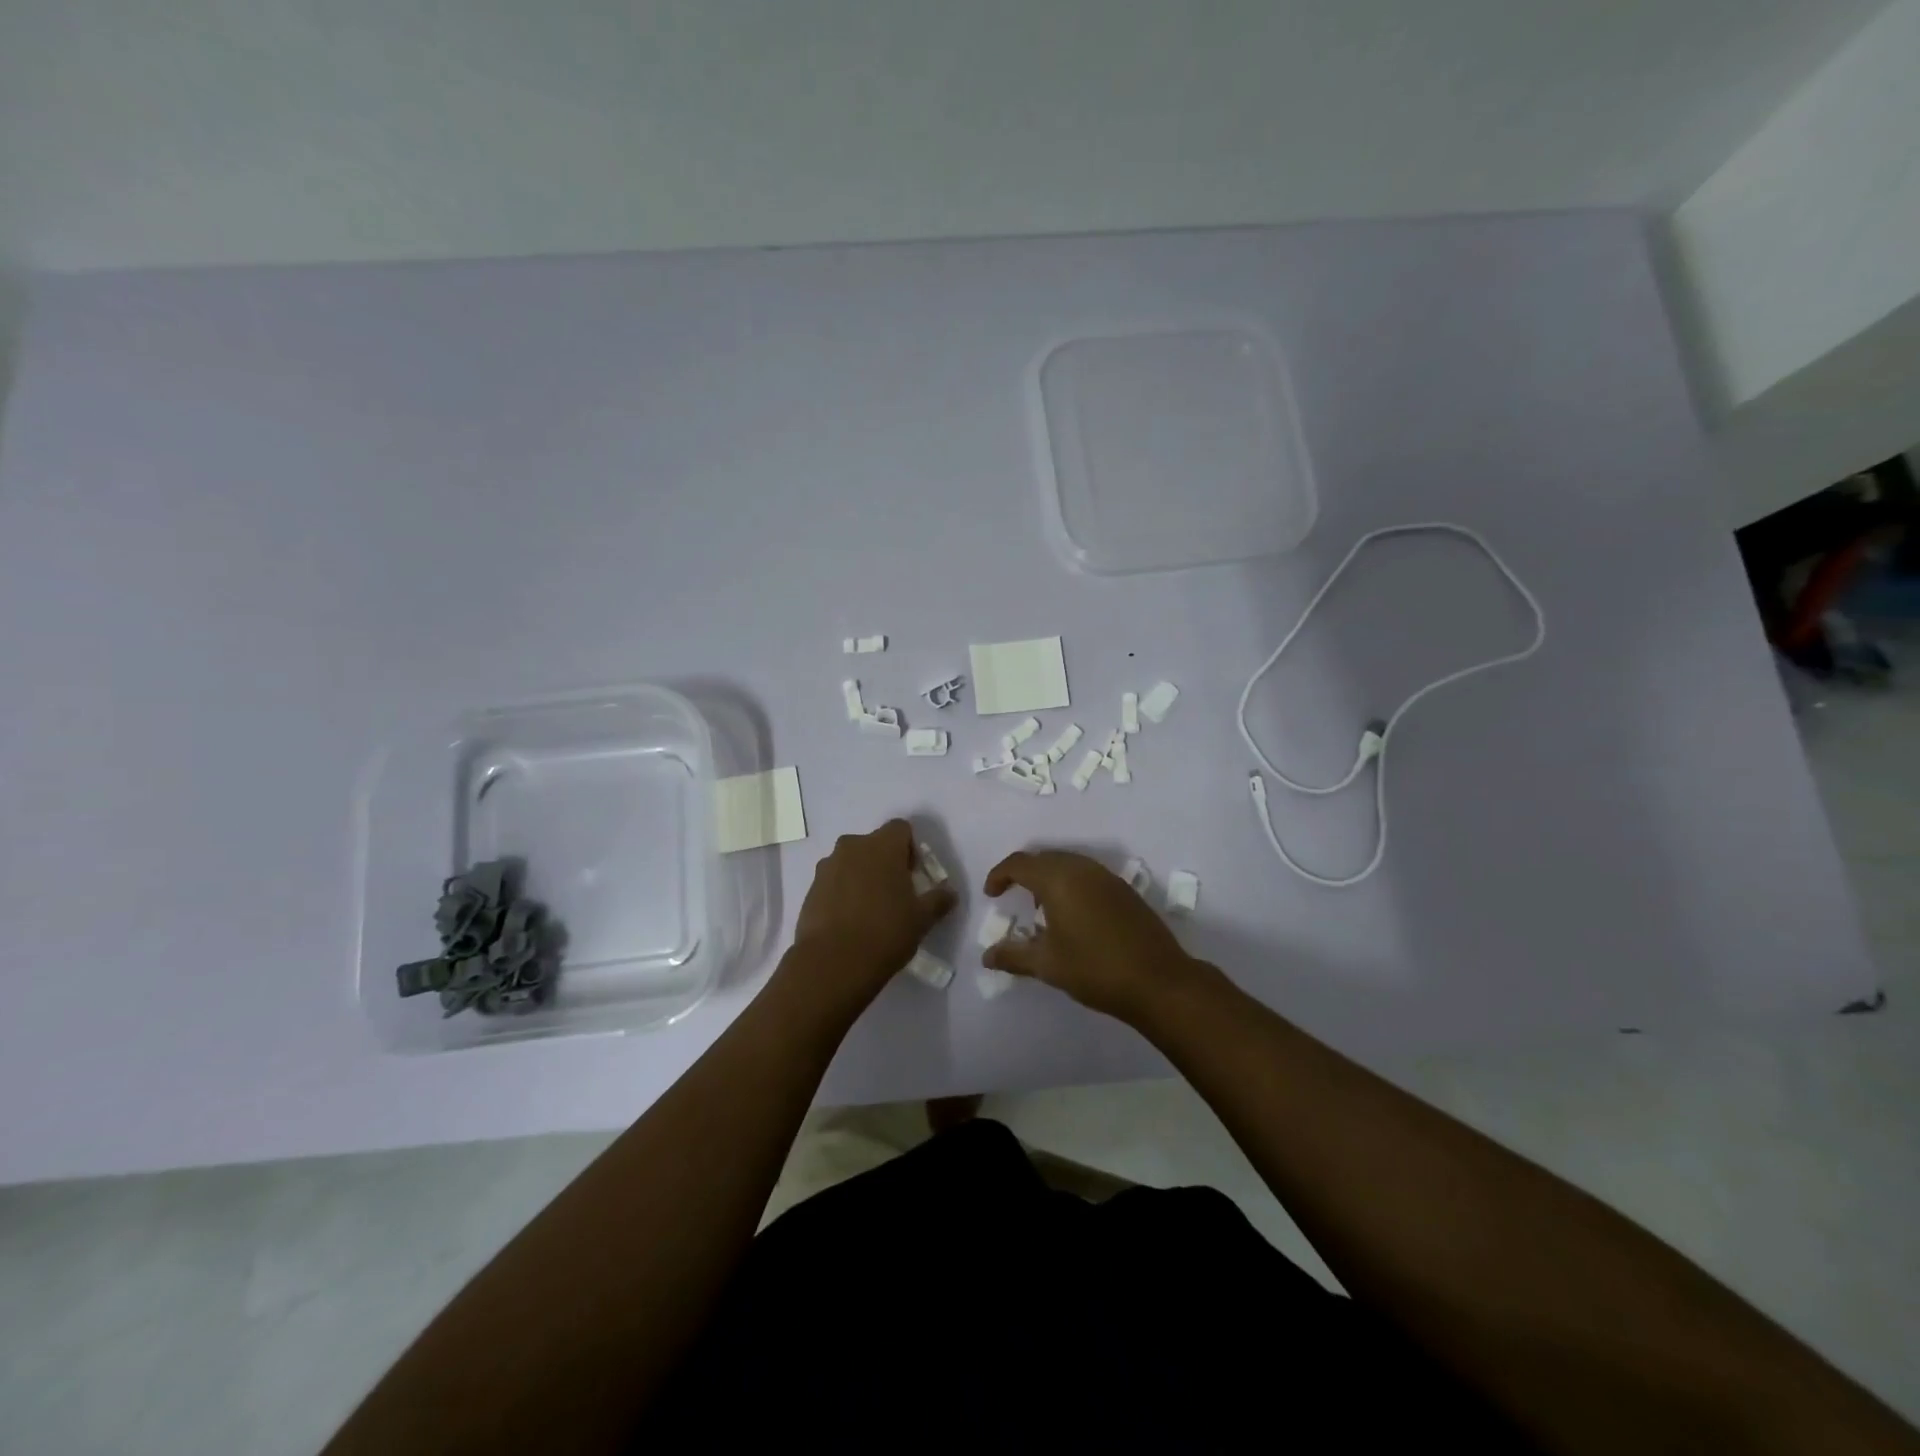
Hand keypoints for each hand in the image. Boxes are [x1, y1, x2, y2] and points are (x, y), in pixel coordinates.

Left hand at [790, 819, 956, 1002]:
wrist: (832, 963)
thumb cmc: (885, 932)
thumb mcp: (922, 919)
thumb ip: (938, 900)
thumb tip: (949, 893)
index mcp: (882, 845)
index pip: (901, 829)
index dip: (910, 848)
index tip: (913, 876)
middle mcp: (852, 846)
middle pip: (874, 844)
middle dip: (885, 862)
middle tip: (895, 893)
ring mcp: (827, 866)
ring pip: (852, 862)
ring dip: (862, 876)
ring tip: (870, 910)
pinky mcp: (811, 888)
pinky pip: (834, 881)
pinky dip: (843, 892)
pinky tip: (850, 921)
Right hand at [982, 850, 1207, 1022]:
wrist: (1158, 981)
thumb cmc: (1095, 969)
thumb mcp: (1047, 965)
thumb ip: (1013, 956)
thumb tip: (987, 956)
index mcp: (1058, 880)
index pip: (1020, 863)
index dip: (1000, 875)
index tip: (991, 894)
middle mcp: (1082, 869)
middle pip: (1044, 858)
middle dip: (1024, 873)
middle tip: (1013, 897)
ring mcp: (1107, 877)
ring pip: (1068, 864)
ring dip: (1049, 877)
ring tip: (1042, 908)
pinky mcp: (1124, 890)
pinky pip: (1087, 874)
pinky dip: (1071, 884)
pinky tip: (1073, 914)